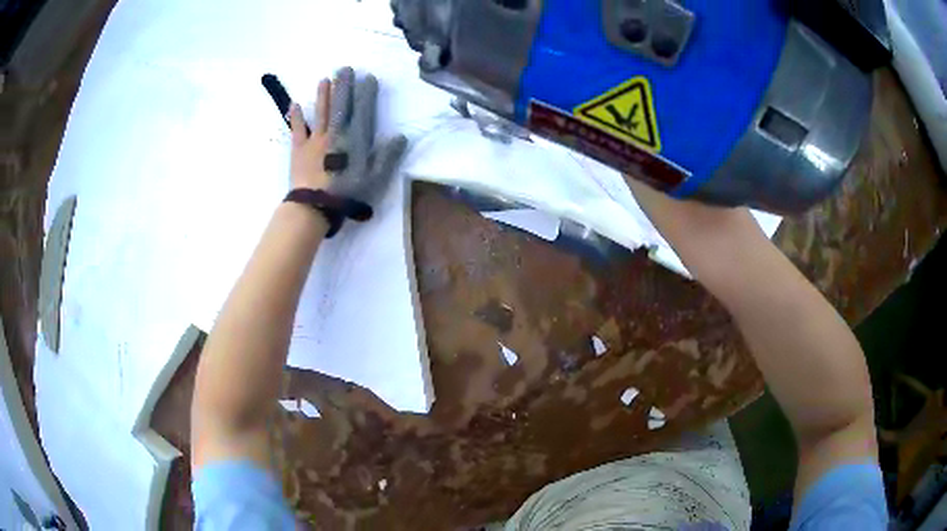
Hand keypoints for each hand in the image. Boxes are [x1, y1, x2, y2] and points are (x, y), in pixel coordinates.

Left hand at [287, 68, 407, 209]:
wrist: (315, 206)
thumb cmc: (347, 193)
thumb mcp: (375, 178)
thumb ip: (388, 156)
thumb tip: (401, 137)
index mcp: (355, 139)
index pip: (364, 110)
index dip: (367, 93)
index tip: (369, 78)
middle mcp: (336, 133)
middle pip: (341, 105)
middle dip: (344, 86)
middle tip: (345, 68)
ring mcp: (316, 139)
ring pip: (321, 112)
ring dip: (323, 95)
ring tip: (325, 79)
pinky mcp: (299, 149)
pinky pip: (298, 129)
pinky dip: (296, 117)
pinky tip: (294, 104)